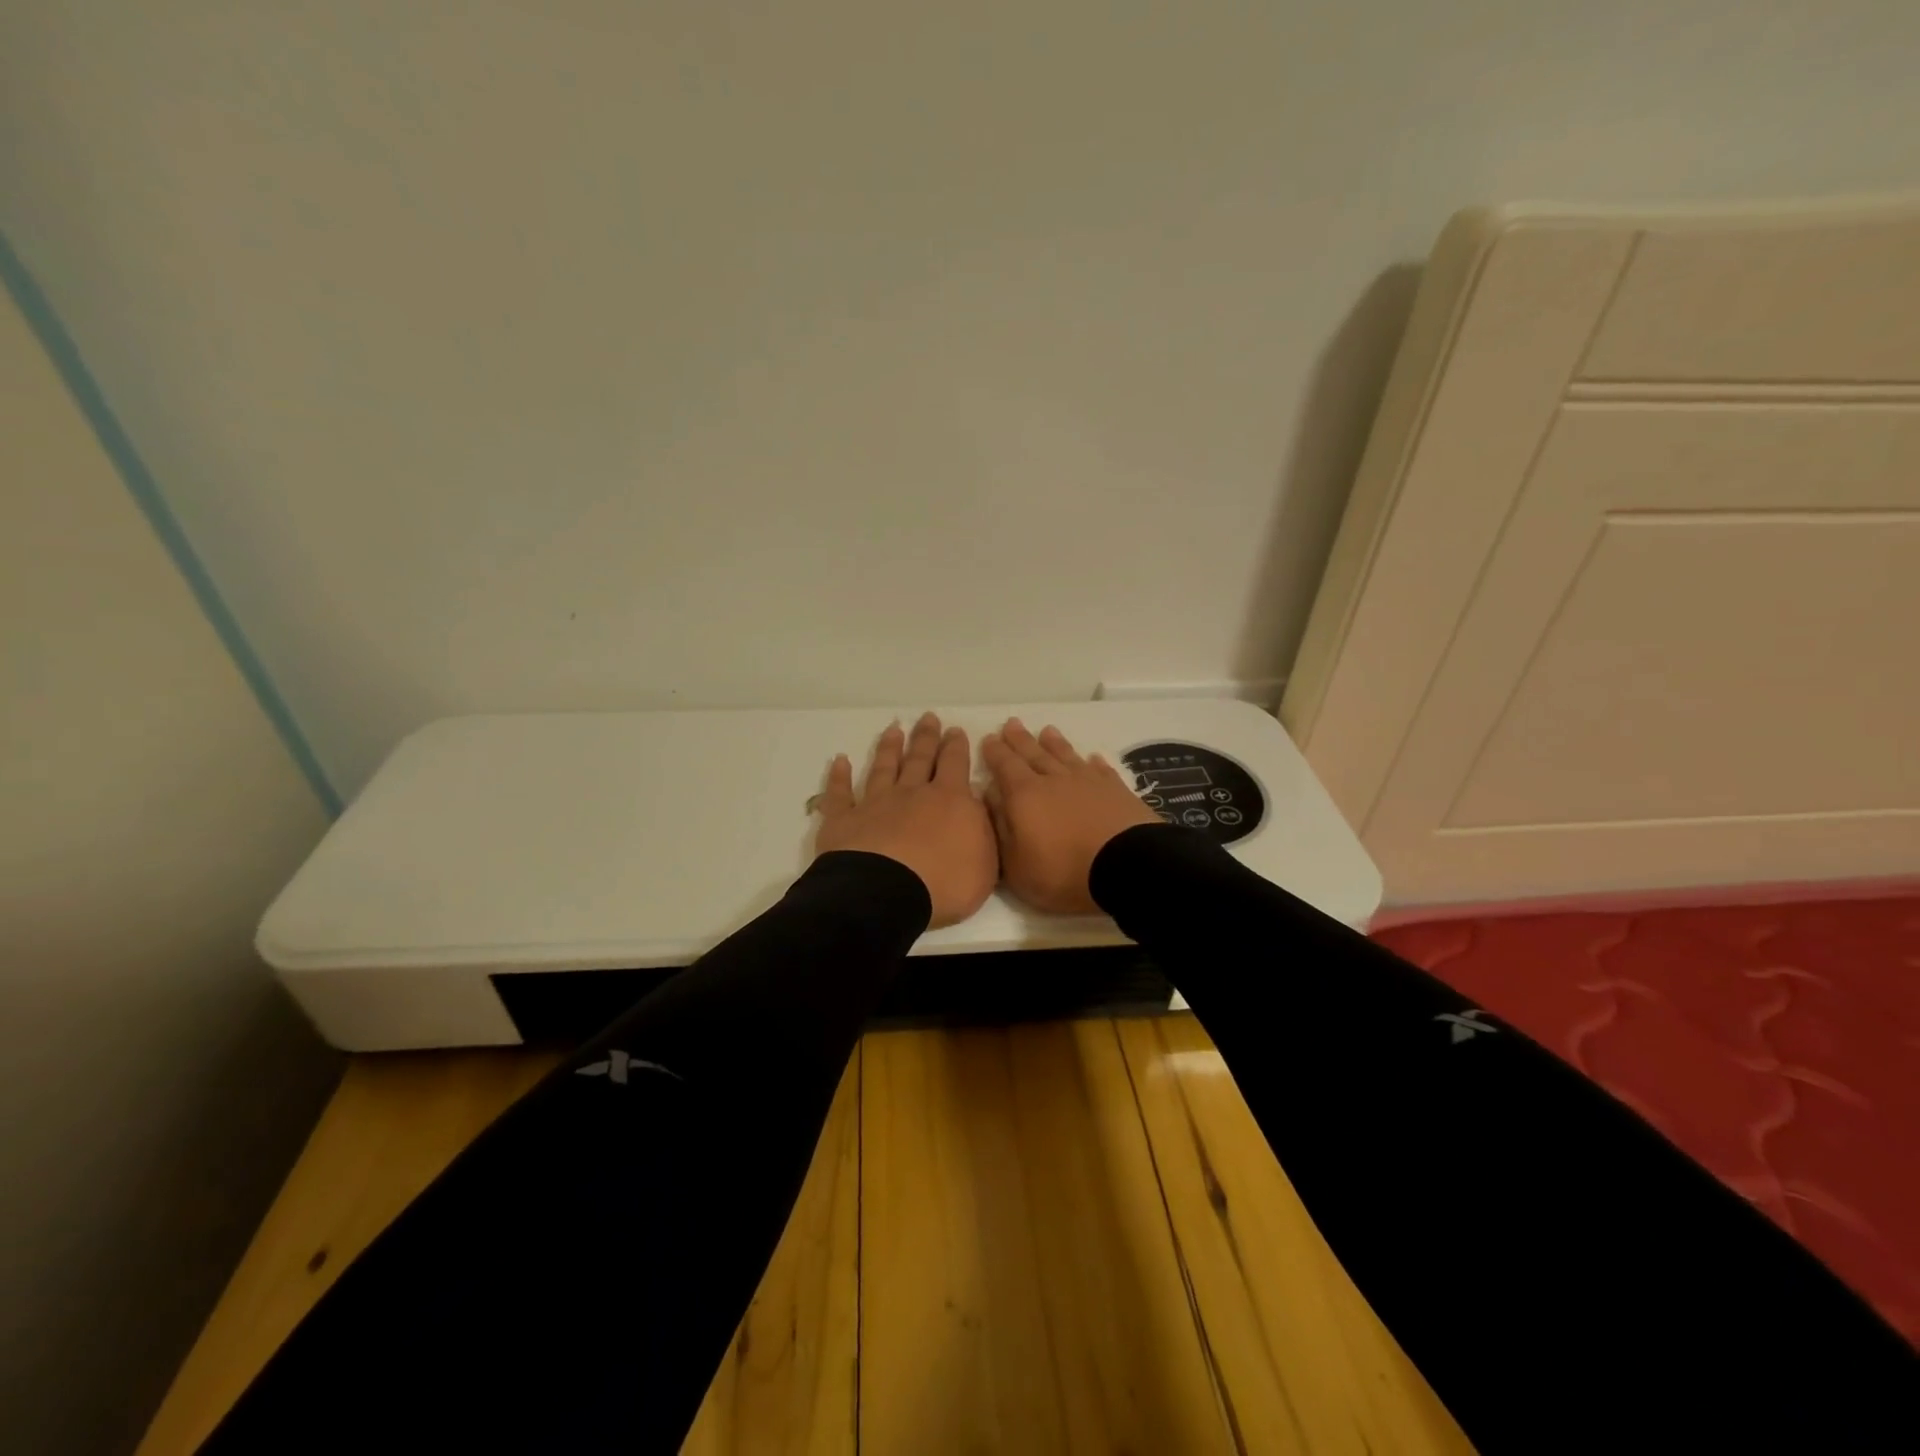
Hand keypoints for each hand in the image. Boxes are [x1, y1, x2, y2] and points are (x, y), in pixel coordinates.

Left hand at [813, 712, 998, 928]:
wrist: (886, 893)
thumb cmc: (944, 883)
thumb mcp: (985, 862)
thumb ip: (982, 829)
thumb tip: (976, 805)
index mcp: (950, 801)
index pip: (955, 764)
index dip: (956, 746)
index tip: (955, 730)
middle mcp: (912, 794)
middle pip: (920, 759)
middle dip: (926, 738)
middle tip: (928, 718)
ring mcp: (875, 804)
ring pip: (883, 768)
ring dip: (889, 749)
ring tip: (893, 730)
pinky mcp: (844, 821)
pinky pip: (840, 794)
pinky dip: (839, 777)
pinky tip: (840, 761)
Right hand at [981, 719, 1158, 914]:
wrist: (1126, 867)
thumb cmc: (1063, 872)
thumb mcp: (1016, 864)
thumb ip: (1000, 827)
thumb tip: (990, 796)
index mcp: (1024, 795)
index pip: (1005, 766)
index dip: (995, 752)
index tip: (989, 739)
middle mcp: (1054, 780)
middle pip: (1033, 753)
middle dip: (1020, 739)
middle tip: (1011, 723)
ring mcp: (1088, 782)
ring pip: (1066, 756)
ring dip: (1055, 743)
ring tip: (1047, 730)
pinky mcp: (1116, 790)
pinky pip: (1101, 770)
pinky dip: (1094, 763)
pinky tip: (1092, 758)